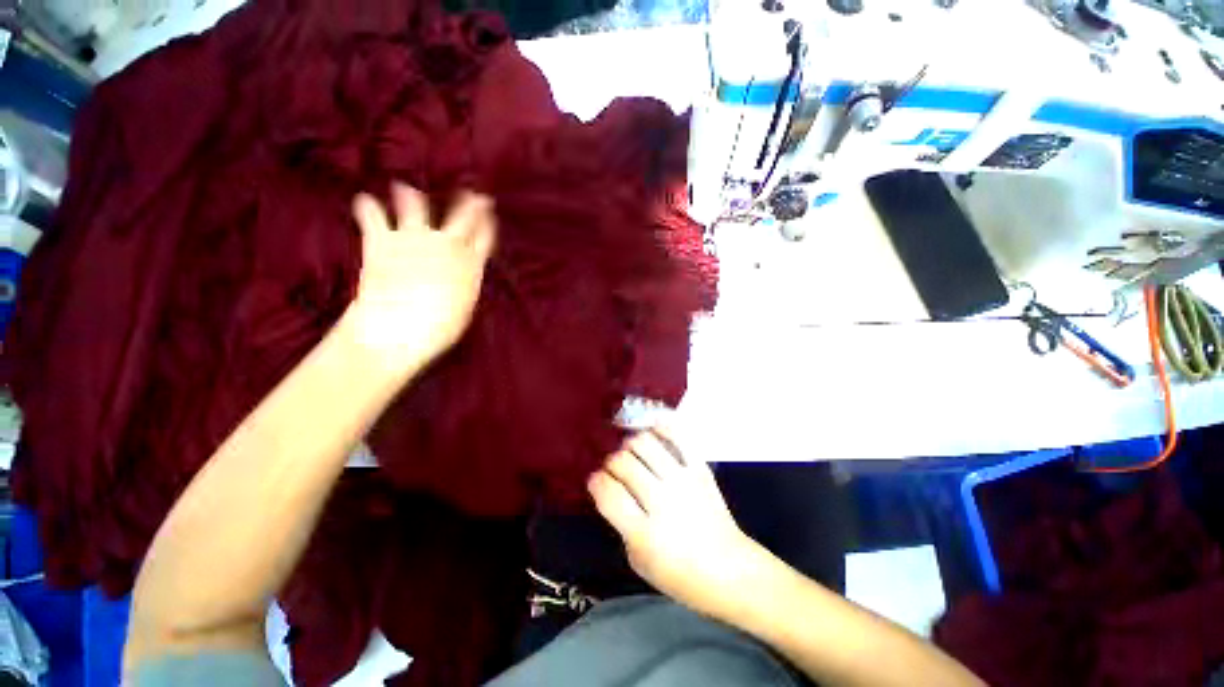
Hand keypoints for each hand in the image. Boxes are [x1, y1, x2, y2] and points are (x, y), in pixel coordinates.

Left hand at [345, 182, 495, 374]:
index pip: (484, 237)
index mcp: (470, 264)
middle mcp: (447, 245)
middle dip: (471, 203)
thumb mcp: (464, 306)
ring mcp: (414, 239)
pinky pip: (372, 215)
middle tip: (474, 194)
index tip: (489, 212)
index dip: (487, 223)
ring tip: (403, 187)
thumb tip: (463, 273)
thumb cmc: (441, 327)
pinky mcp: (382, 241)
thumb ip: (465, 282)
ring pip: (415, 206)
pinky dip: (367, 207)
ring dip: (410, 196)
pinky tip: (364, 200)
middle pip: (463, 217)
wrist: (401, 328)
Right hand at [589, 428, 766, 618]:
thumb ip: (621, 523)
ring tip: (634, 454)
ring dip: (631, 445)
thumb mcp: (638, 560)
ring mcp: (683, 481)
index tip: (597, 481)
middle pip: (624, 463)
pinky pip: (679, 437)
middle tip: (616, 470)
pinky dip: (662, 428)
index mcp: (644, 533)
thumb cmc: (680, 575)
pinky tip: (654, 432)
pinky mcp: (700, 469)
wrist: (730, 571)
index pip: (608, 492)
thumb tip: (612, 488)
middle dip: (612, 463)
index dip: (596, 481)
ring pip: (645, 443)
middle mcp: (662, 502)